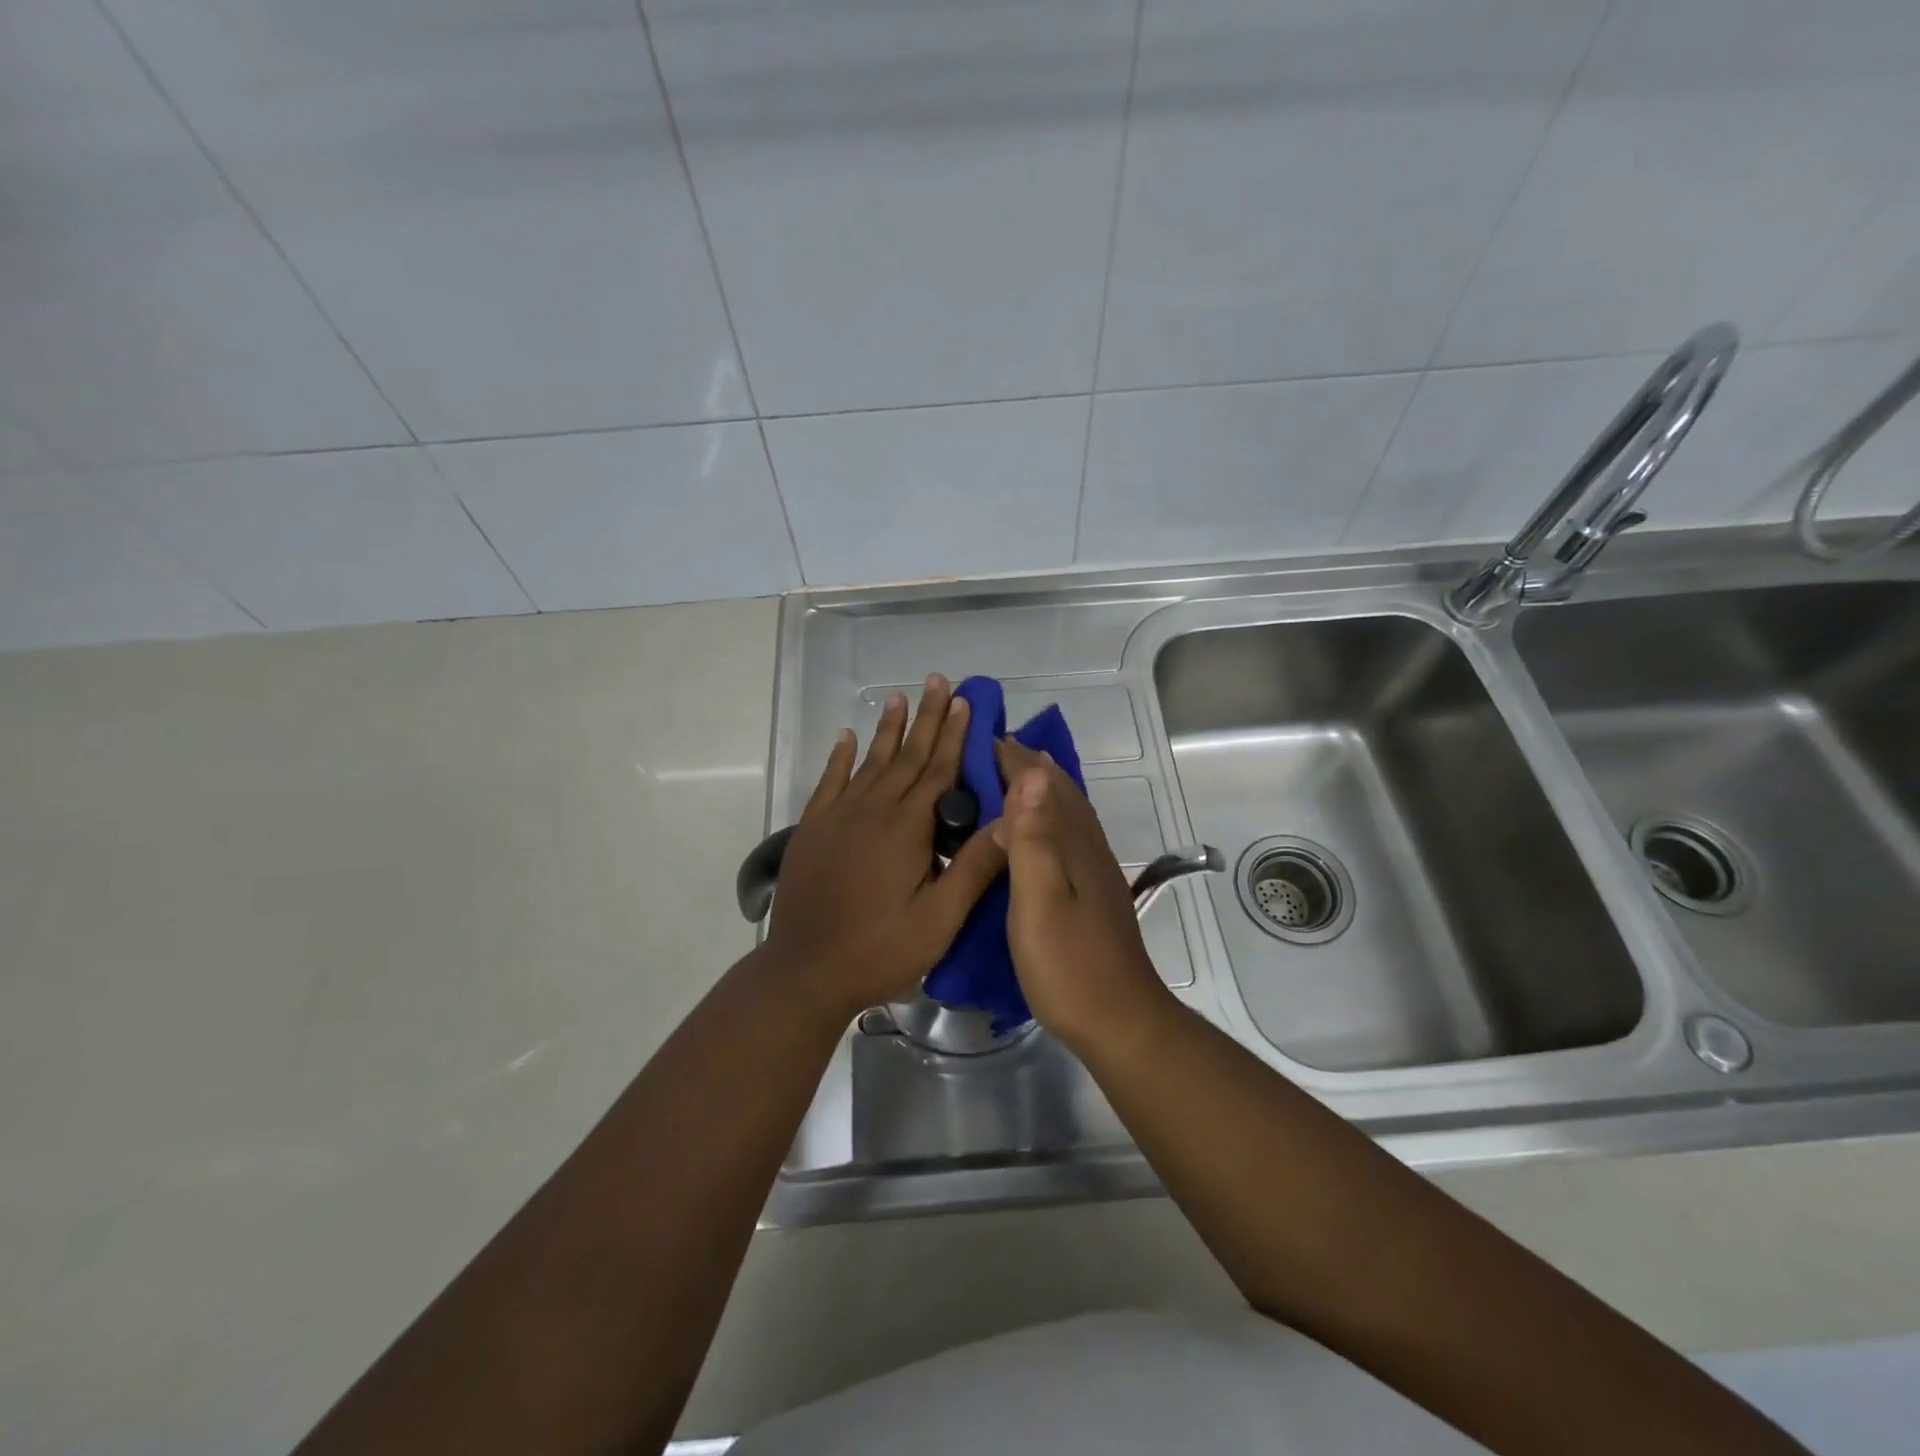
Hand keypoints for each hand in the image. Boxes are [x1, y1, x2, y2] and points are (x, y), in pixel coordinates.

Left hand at [762, 674, 1007, 1018]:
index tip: (964, 701)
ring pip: (870, 761)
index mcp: (906, 828)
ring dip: (888, 729)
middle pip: (907, 755)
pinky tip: (846, 737)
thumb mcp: (939, 920)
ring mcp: (838, 816)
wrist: (804, 971)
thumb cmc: (879, 950)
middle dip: (926, 717)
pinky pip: (829, 781)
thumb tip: (1012, 820)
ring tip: (899, 696)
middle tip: (938, 681)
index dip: (954, 734)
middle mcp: (872, 809)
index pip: (938, 770)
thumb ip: (973, 867)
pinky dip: (839, 757)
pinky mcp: (812, 829)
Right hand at [992, 740, 1173, 1053]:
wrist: (1119, 1021)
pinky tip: (1036, 830)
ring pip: (1067, 810)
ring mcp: (1094, 868)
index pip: (1041, 783)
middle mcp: (1087, 845)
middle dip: (1025, 764)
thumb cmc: (1069, 965)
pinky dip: (1049, 815)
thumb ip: (1035, 838)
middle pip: (1058, 790)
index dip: (1011, 757)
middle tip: (985, 750)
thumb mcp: (1040, 901)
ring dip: (1039, 786)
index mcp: (1072, 842)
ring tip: (1007, 776)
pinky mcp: (1092, 889)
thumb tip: (1033, 773)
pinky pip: (1068, 833)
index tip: (977, 736)